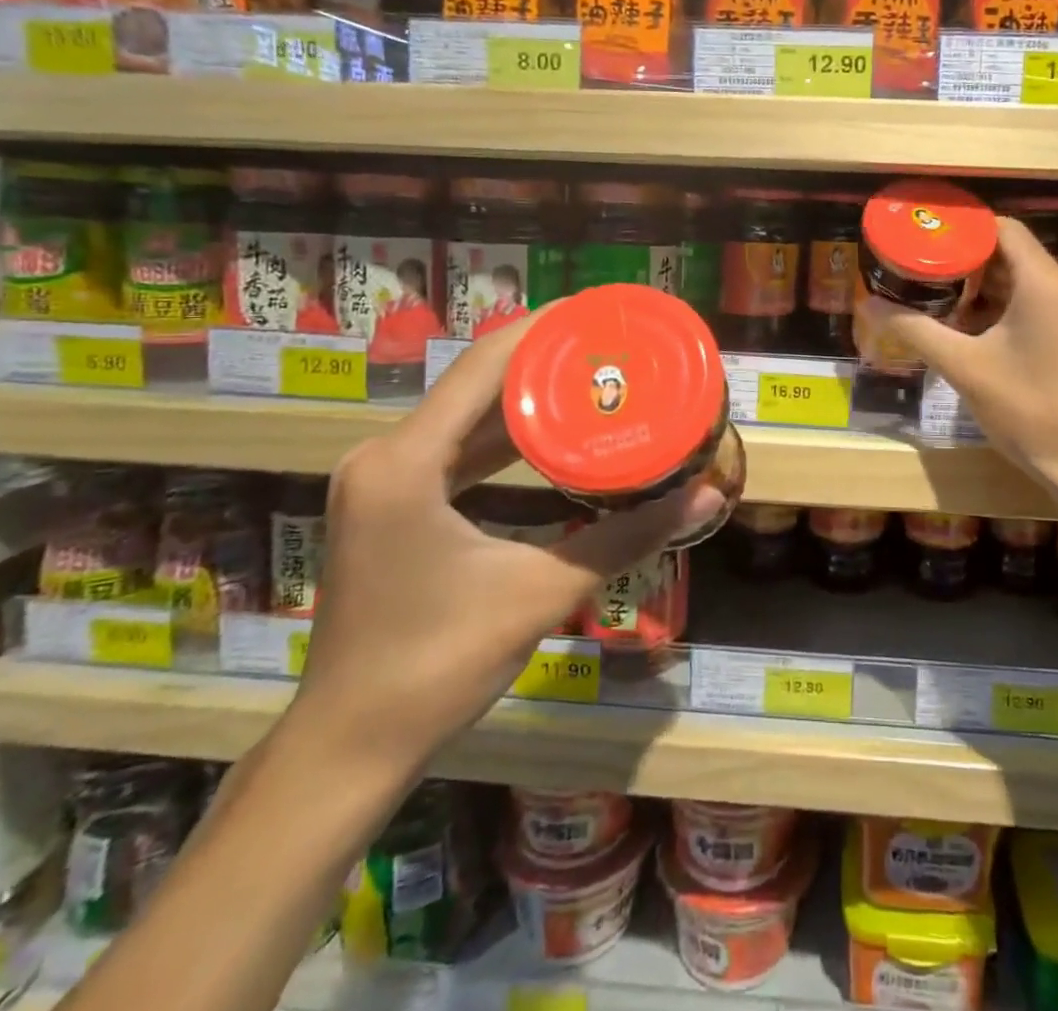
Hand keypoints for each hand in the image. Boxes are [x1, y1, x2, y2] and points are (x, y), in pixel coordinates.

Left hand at [294, 315, 721, 772]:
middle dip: (541, 360)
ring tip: (589, 375)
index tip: (597, 311)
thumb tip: (706, 499)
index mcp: (406, 462)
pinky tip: (546, 433)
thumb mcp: (541, 592)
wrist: (351, 747)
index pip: (482, 367)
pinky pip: (451, 450)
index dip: (541, 330)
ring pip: (462, 417)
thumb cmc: (438, 664)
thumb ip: (626, 539)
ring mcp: (380, 481)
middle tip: (608, 345)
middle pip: (473, 384)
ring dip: (521, 397)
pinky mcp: (388, 505)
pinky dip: (499, 437)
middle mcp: (384, 456)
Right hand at [857, 216, 1057, 501]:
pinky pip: (1043, 305)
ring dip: (986, 290)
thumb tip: (870, 306)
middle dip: (967, 264)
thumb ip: (916, 331)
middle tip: (923, 275)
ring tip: (941, 302)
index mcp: (1046, 281)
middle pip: (1013, 255)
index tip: (925, 242)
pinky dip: (1009, 309)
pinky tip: (977, 332)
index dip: (963, 231)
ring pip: (1027, 282)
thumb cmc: (1031, 410)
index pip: (1002, 229)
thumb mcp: (965, 368)